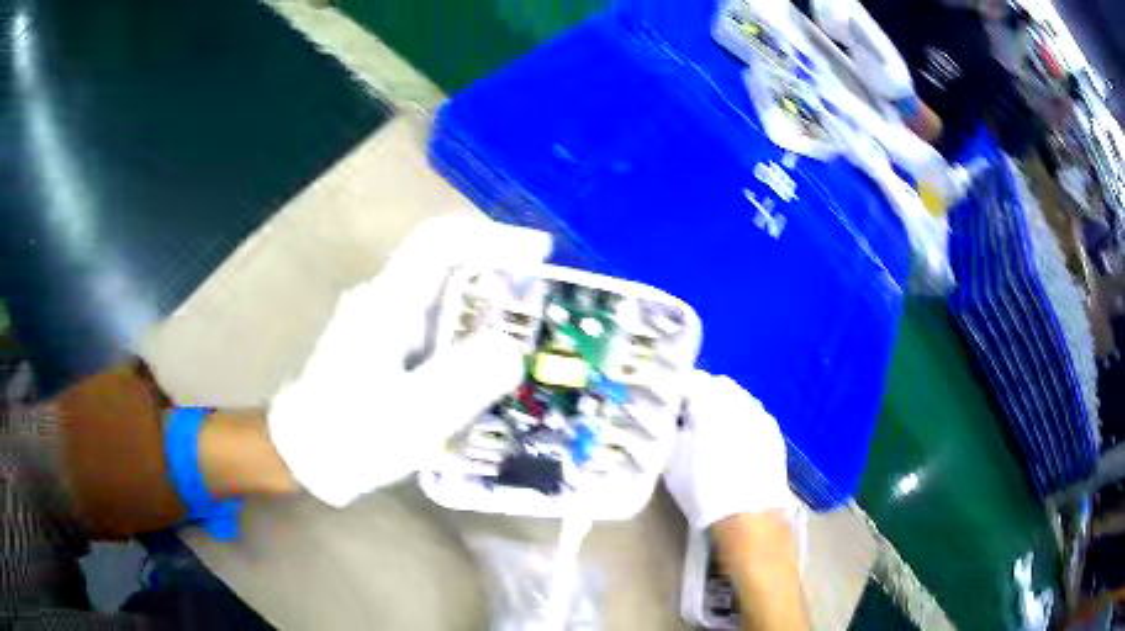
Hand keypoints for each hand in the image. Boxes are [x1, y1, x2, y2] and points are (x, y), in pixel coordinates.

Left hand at [268, 217, 551, 506]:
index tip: (541, 253)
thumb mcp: (413, 414)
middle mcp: (385, 302)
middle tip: (543, 314)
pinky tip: (483, 377)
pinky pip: (434, 331)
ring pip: (443, 302)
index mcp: (389, 303)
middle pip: (449, 269)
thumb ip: (465, 380)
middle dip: (501, 282)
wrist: (301, 456)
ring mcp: (381, 324)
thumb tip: (512, 350)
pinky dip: (466, 342)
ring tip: (524, 349)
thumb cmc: (350, 435)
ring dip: (486, 316)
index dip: (493, 237)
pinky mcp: (382, 349)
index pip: (442, 241)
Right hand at [664, 371, 790, 529]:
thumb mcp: (671, 461)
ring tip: (716, 434)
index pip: (691, 380)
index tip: (672, 407)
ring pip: (740, 400)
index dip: (679, 392)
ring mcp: (761, 415)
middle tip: (692, 420)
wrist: (747, 515)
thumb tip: (676, 421)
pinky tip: (736, 447)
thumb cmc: (702, 489)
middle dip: (705, 396)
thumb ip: (673, 432)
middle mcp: (739, 401)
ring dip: (726, 409)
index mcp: (710, 401)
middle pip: (719, 386)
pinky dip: (743, 424)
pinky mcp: (774, 432)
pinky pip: (754, 417)